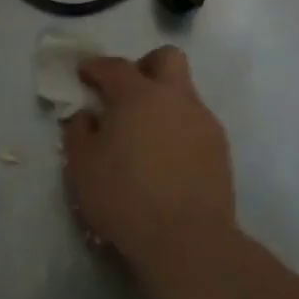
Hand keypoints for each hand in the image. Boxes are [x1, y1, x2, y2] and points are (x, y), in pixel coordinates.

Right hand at [61, 46, 236, 285]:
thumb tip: (86, 116)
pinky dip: (178, 129)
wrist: (187, 239)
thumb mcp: (82, 167)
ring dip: (163, 102)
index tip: (84, 74)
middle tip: (126, 93)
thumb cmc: (125, 198)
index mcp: (138, 95)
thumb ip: (78, 132)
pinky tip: (166, 159)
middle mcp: (175, 98)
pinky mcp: (220, 148)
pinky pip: (195, 123)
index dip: (95, 67)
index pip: (115, 66)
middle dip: (145, 66)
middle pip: (166, 59)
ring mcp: (203, 121)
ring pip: (184, 93)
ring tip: (145, 135)